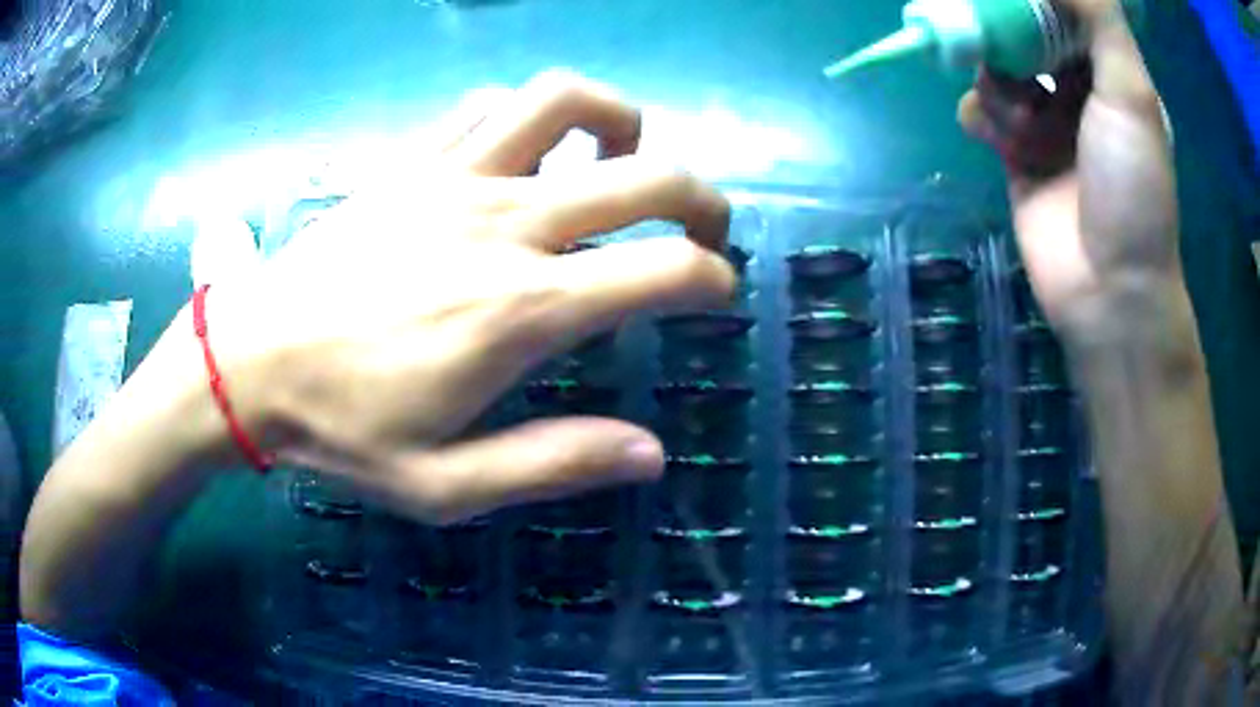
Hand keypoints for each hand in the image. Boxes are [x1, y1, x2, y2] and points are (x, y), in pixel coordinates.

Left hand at [207, 70, 733, 522]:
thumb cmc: (341, 429)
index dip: (712, 281)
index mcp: (522, 310)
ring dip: (620, 122)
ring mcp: (455, 176)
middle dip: (702, 200)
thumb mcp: (445, 485)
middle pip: (646, 175)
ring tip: (622, 158)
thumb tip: (650, 454)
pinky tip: (528, 148)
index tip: (716, 297)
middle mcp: (506, 223)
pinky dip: (528, 112)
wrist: (249, 363)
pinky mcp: (411, 161)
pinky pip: (487, 104)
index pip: (663, 270)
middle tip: (705, 230)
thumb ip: (553, 465)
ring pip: (568, 103)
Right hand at [958, 0, 1182, 343]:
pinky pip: (982, 113)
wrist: (1108, 291)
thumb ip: (1099, 22)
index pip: (1060, 12)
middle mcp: (1075, 91)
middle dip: (999, 28)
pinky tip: (991, 134)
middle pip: (1023, 35)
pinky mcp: (1016, 154)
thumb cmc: (1131, 189)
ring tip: (1016, 118)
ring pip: (997, 69)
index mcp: (1106, 73)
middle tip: (979, 24)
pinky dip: (979, 115)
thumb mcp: (1132, 94)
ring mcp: (1044, 123)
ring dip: (995, 81)